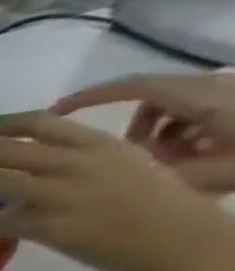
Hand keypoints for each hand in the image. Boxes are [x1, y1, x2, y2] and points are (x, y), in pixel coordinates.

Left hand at [0, 113, 233, 270]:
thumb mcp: (127, 167)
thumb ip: (79, 161)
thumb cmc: (162, 206)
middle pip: (0, 150)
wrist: (186, 243)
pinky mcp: (50, 228)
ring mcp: (61, 196)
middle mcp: (76, 164)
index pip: (37, 123)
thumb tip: (29, 166)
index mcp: (98, 145)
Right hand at [53, 72, 234, 194]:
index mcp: (200, 99)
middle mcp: (215, 89)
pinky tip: (202, 160)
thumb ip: (158, 176)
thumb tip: (109, 182)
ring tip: (173, 166)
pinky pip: (203, 114)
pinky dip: (190, 135)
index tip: (54, 113)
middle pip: (153, 101)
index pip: (130, 87)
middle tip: (127, 159)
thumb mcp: (214, 175)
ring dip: (163, 136)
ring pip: (178, 110)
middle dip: (134, 130)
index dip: (88, 98)